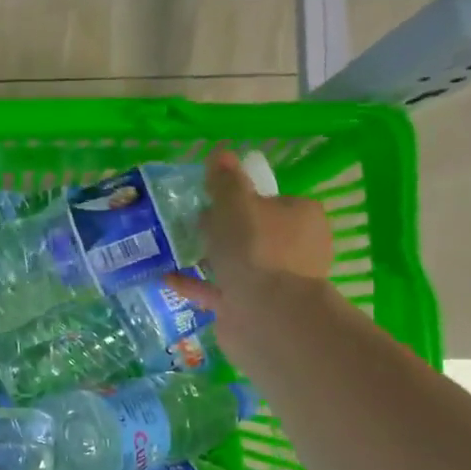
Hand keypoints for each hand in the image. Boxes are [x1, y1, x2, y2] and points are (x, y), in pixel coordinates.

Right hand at [167, 150, 332, 312]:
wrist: (267, 316)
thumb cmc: (256, 249)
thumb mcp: (235, 203)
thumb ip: (225, 180)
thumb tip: (220, 153)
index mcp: (301, 218)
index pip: (272, 200)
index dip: (242, 198)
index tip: (213, 199)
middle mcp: (295, 249)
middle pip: (254, 232)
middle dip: (224, 229)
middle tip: (191, 222)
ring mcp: (275, 283)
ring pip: (238, 263)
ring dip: (210, 257)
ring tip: (175, 248)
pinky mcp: (253, 309)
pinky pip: (219, 290)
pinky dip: (196, 284)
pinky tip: (168, 277)